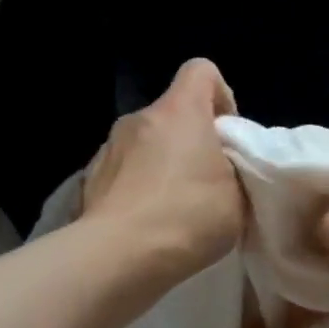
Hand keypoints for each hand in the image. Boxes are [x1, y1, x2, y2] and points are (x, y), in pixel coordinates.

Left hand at [82, 59, 243, 283]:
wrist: (117, 257)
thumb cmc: (187, 216)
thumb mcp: (238, 195)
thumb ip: (235, 169)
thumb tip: (222, 167)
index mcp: (180, 110)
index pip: (201, 70)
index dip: (220, 95)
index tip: (227, 134)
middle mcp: (140, 117)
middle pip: (174, 113)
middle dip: (192, 139)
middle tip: (208, 181)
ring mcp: (109, 147)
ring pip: (147, 143)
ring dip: (163, 163)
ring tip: (175, 207)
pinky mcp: (90, 178)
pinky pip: (124, 171)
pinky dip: (138, 186)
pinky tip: (147, 222)